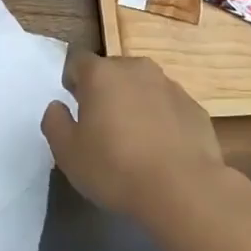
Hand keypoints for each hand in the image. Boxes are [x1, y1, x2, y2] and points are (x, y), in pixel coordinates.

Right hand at [42, 53, 225, 221]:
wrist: (183, 189)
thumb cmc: (115, 168)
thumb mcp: (68, 153)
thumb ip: (55, 123)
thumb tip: (57, 106)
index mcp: (101, 74)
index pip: (77, 60)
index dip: (72, 79)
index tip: (74, 104)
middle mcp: (136, 69)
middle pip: (112, 71)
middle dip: (105, 91)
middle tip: (101, 126)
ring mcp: (170, 86)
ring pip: (143, 87)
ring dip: (135, 103)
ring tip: (134, 140)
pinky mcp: (194, 107)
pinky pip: (168, 107)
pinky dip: (162, 120)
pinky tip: (161, 151)